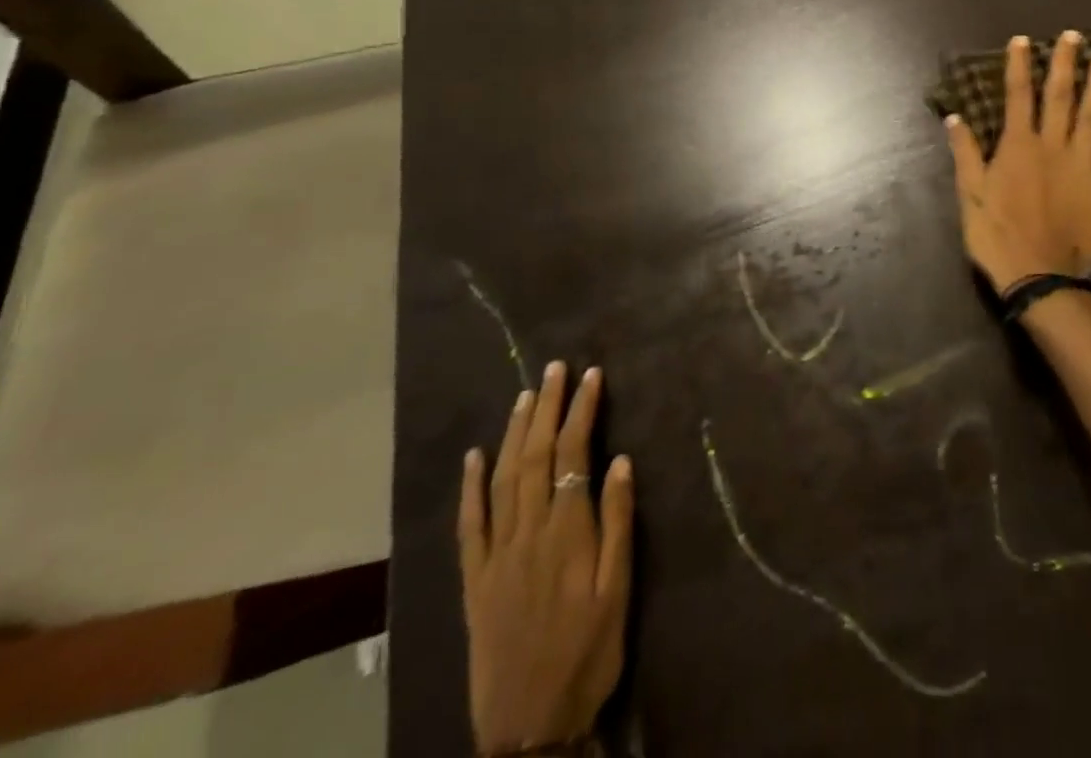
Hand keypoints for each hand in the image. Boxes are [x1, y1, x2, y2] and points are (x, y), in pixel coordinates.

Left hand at [460, 362, 633, 757]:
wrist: (529, 727)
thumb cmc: (587, 654)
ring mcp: (496, 555)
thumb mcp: (618, 591)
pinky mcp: (474, 580)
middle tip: (556, 369)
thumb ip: (618, 523)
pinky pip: (469, 524)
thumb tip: (621, 460)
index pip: (573, 455)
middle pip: (535, 456)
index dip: (581, 411)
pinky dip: (470, 486)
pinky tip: (474, 456)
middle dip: (547, 407)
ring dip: (514, 432)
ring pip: (502, 479)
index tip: (591, 376)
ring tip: (526, 395)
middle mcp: (527, 533)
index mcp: (567, 533)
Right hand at [944, 31, 1090, 293]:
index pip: (1018, 96)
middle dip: (1064, 65)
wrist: (1038, 277)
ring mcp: (1084, 167)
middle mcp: (1053, 147)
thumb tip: (955, 117)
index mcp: (1018, 146)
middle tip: (1073, 37)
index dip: (1020, 66)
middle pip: (1060, 98)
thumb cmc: (996, 236)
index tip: (1023, 40)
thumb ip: (966, 153)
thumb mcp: (970, 195)